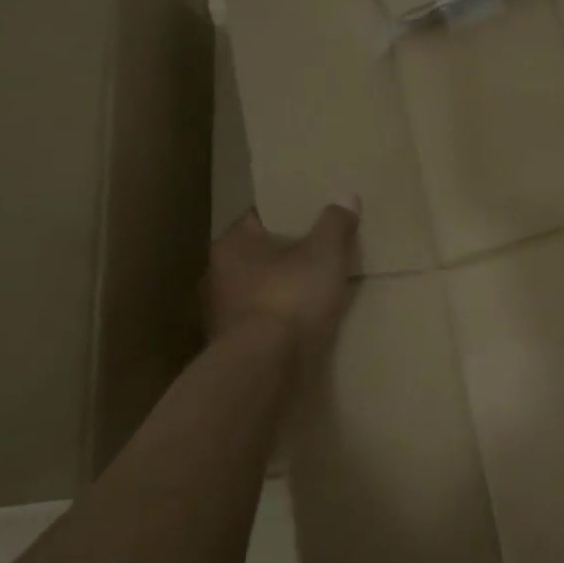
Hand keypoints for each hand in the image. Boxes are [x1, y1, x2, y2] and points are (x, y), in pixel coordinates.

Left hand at [206, 198, 360, 357]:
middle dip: (287, 255)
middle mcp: (217, 274)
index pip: (261, 217)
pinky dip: (278, 320)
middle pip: (259, 255)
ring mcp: (220, 313)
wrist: (264, 366)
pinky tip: (301, 324)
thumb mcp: (325, 253)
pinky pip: (261, 321)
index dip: (289, 215)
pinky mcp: (231, 345)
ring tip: (314, 291)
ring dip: (281, 290)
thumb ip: (335, 223)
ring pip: (258, 290)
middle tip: (320, 253)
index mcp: (232, 243)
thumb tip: (346, 196)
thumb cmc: (291, 297)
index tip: (314, 219)